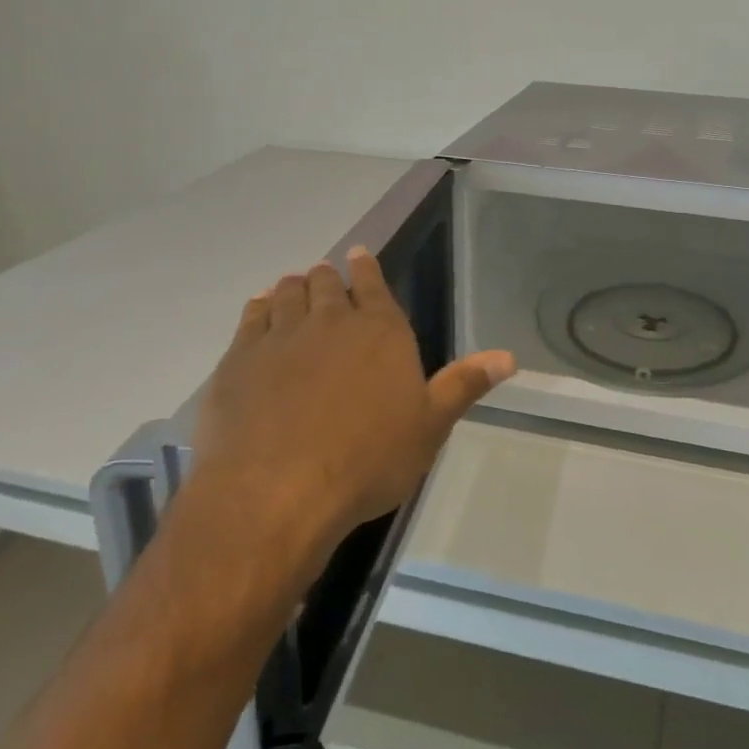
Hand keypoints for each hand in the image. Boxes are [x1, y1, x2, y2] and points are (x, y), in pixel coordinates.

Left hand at [187, 247, 515, 555]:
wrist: (277, 493)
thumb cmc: (367, 460)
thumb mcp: (429, 426)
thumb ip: (464, 385)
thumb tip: (509, 356)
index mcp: (380, 329)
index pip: (372, 282)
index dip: (365, 266)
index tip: (357, 255)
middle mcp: (330, 320)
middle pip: (325, 283)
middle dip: (327, 277)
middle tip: (325, 278)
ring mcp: (280, 336)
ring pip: (287, 293)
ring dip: (293, 287)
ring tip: (293, 287)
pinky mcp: (239, 359)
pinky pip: (251, 317)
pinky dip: (260, 307)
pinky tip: (261, 310)